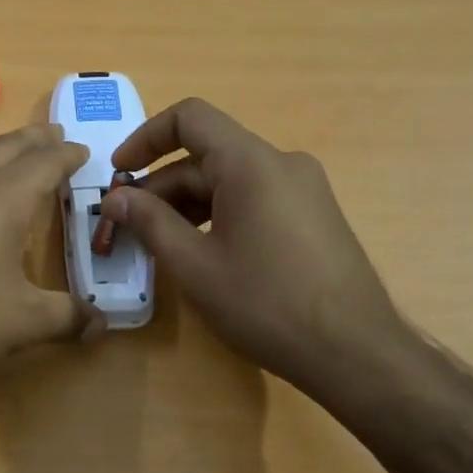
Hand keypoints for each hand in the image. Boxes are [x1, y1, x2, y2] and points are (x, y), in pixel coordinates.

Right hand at [100, 97, 414, 400]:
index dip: (146, 138)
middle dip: (161, 186)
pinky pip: (253, 199)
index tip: (119, 174)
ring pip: (229, 180)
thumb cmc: (267, 304)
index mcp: (251, 163)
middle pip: (207, 156)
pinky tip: (202, 254)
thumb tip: (115, 197)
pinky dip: (218, 215)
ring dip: (187, 204)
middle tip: (128, 227)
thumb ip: (150, 222)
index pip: (190, 118)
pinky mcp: (313, 216)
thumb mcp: (195, 265)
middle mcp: (281, 163)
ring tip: (159, 245)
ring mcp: (303, 190)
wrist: (357, 354)